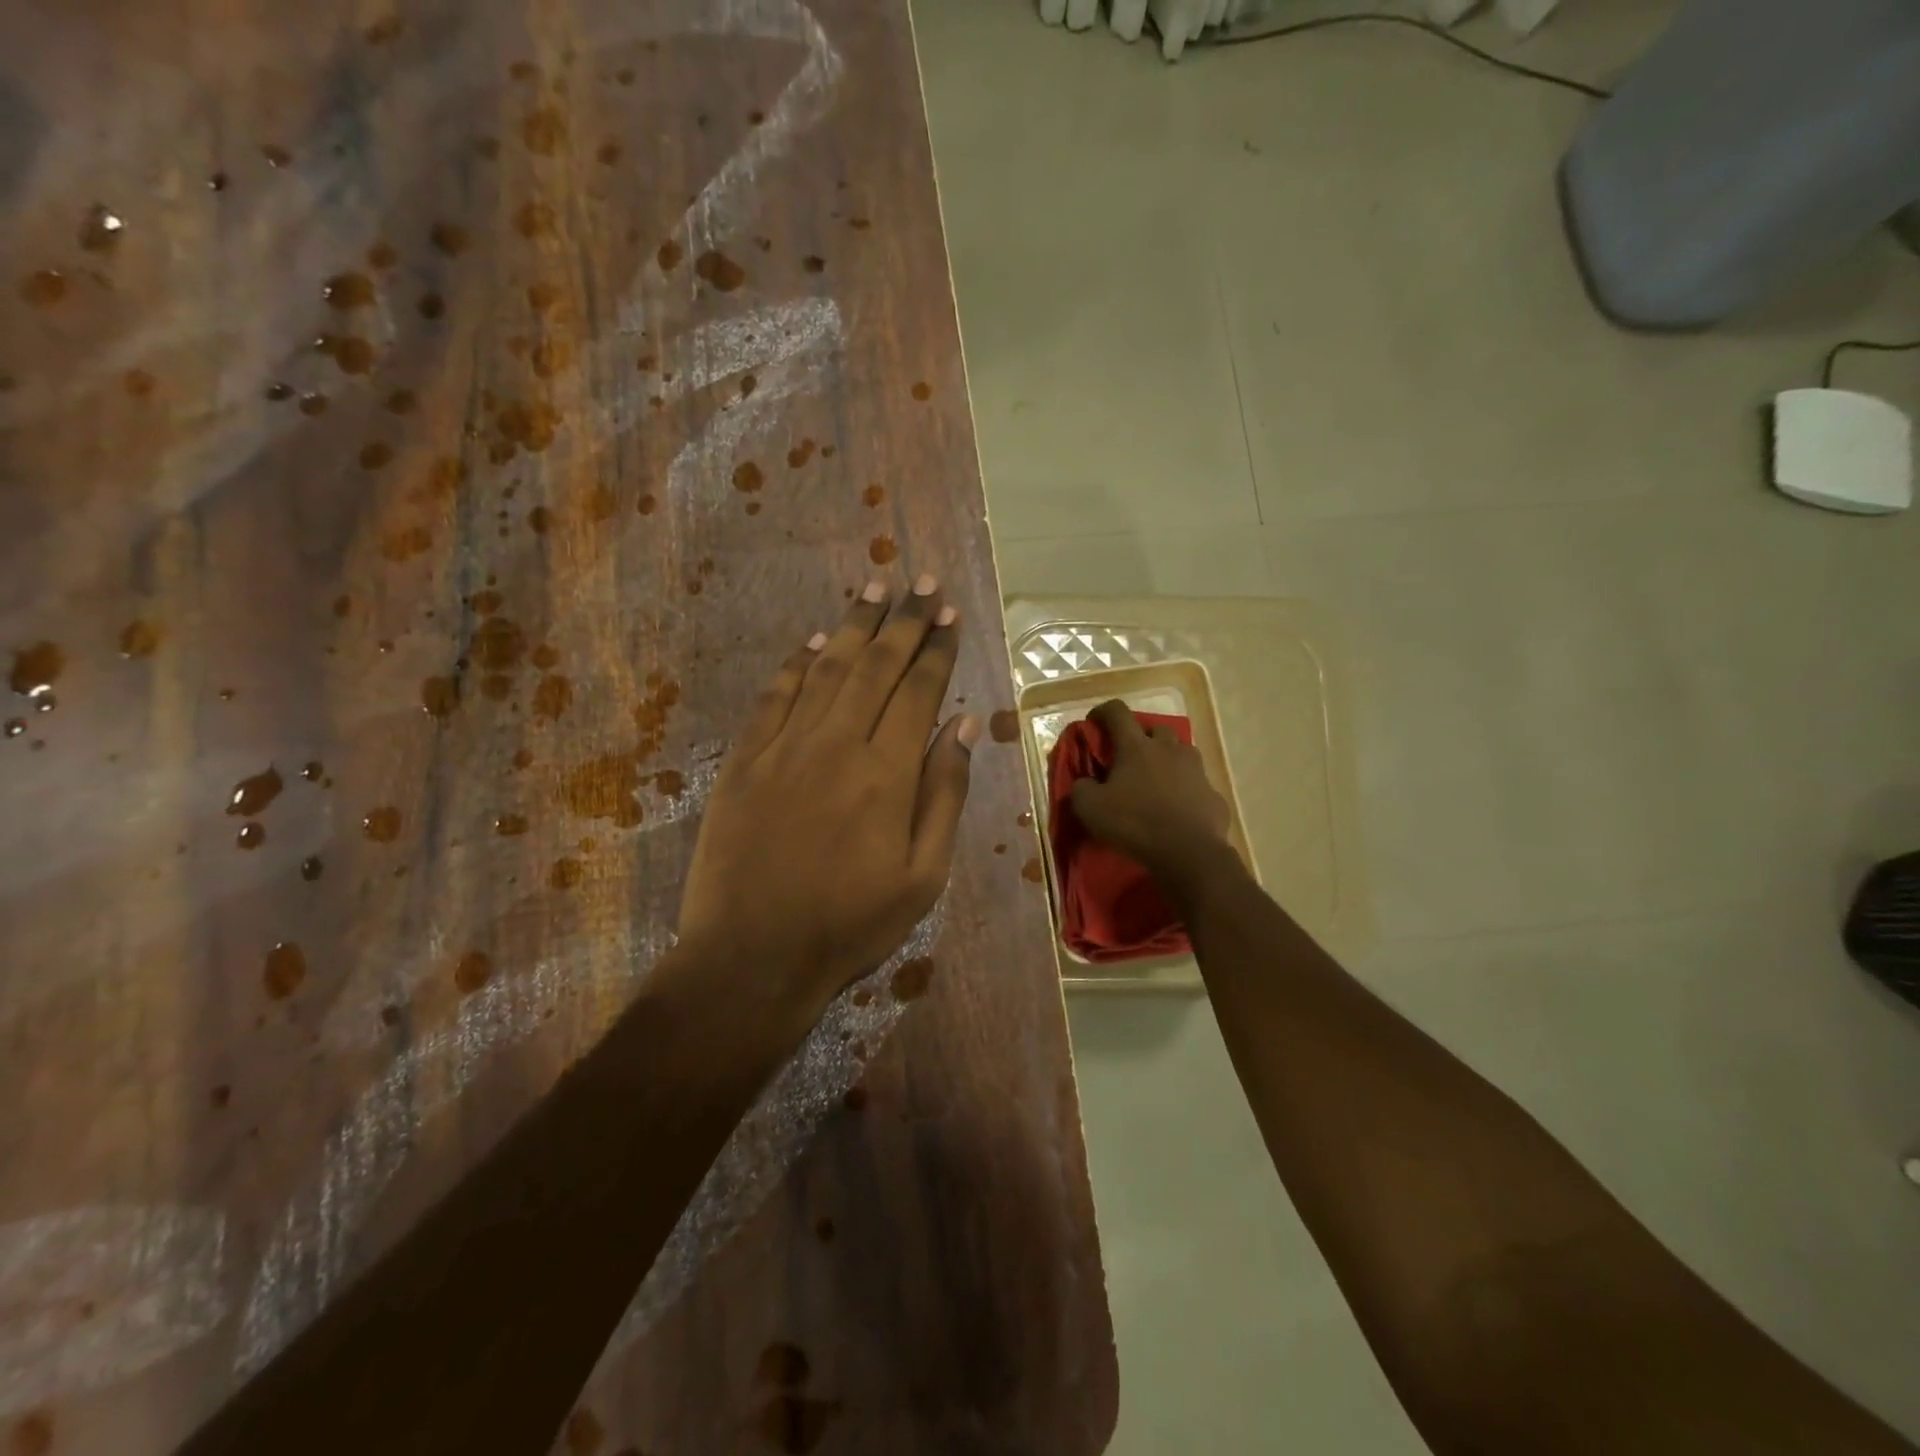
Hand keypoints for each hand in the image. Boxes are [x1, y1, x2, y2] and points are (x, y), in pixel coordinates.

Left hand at [676, 577, 978, 1018]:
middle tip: (921, 583)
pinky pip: (773, 699)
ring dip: (852, 626)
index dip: (936, 648)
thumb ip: (944, 795)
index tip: (948, 614)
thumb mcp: (923, 876)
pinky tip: (812, 644)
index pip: (918, 691)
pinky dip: (795, 666)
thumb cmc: (849, 925)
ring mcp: (783, 748)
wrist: (751, 958)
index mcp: (886, 773)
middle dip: (902, 620)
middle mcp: (836, 744)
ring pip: (825, 670)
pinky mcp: (743, 762)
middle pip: (875, 667)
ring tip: (874, 588)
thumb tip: (963, 725)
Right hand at [1067, 699, 1230, 882]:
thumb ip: (1081, 789)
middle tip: (1130, 756)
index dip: (1103, 711)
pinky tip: (1178, 808)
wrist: (1189, 853)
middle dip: (1142, 736)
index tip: (1094, 721)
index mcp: (1136, 747)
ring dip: (1168, 759)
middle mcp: (1169, 749)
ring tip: (1157, 779)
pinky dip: (1186, 790)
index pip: (1117, 712)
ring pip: (1182, 752)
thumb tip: (1084, 783)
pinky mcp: (1213, 794)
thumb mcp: (1090, 809)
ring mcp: (1196, 770)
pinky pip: (1197, 784)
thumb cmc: (1135, 823)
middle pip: (1156, 728)